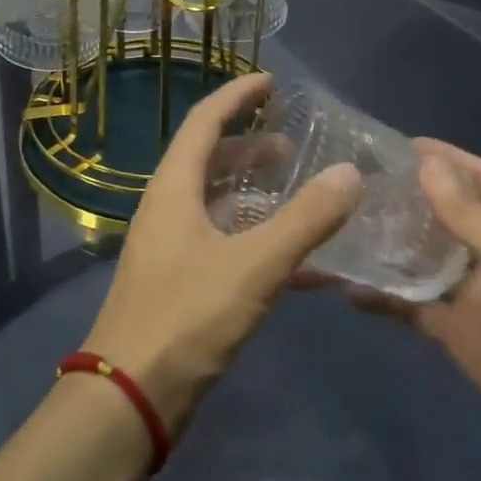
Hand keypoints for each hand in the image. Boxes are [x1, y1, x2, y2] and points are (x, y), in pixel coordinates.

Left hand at [82, 73, 362, 433]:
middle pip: (209, 160)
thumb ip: (305, 219)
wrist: (129, 399)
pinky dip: (258, 240)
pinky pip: (225, 244)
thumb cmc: (186, 318)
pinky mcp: (181, 284)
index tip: (270, 81)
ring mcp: (172, 248)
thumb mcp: (254, 265)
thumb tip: (351, 172)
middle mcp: (168, 209)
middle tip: (293, 142)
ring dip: (255, 192)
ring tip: (298, 190)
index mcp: (173, 189)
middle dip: (249, 145)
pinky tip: (300, 260)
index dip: (236, 96)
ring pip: (218, 203)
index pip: (203, 122)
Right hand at [333, 139, 480, 480]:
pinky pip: (414, 307)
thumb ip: (470, 215)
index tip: (393, 144)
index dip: (443, 157)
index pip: (478, 176)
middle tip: (351, 183)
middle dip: (406, 197)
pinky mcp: (459, 334)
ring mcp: (475, 296)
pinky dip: (385, 297)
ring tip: (339, 226)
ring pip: (423, 259)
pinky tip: (347, 290)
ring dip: (389, 244)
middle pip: (444, 214)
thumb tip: (426, 162)